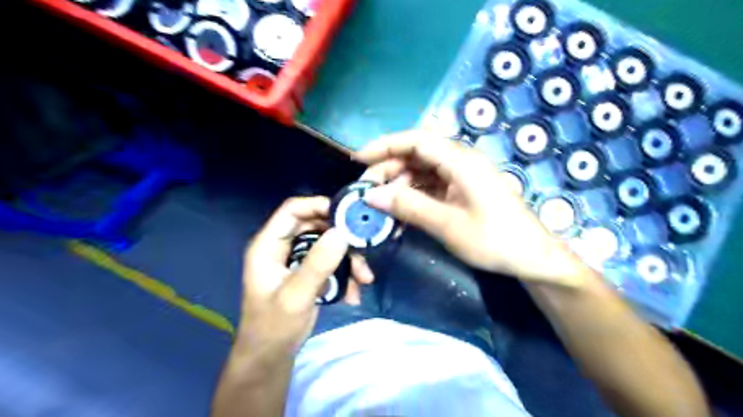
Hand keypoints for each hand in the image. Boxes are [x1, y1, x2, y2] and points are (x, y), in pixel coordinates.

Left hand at [237, 195, 374, 358]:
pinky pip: (332, 262)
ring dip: (349, 259)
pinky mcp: (309, 272)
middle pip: (316, 225)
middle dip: (342, 238)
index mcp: (269, 245)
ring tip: (364, 279)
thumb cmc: (274, 327)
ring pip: (328, 244)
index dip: (319, 206)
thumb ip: (318, 264)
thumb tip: (342, 233)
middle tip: (363, 250)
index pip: (293, 210)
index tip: (348, 216)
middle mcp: (283, 247)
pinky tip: (354, 293)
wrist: (271, 357)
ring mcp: (297, 259)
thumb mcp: (296, 296)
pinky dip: (346, 274)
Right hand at [357, 130, 588, 286]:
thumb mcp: (447, 225)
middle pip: (416, 155)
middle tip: (366, 192)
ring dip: (398, 185)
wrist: (532, 258)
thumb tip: (371, 196)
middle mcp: (460, 162)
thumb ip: (409, 207)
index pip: (416, 140)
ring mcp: (461, 177)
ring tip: (380, 205)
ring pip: (421, 171)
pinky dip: (413, 196)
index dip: (385, 145)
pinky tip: (399, 212)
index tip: (359, 159)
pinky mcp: (462, 191)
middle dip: (388, 169)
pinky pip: (430, 187)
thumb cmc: (494, 240)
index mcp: (461, 161)